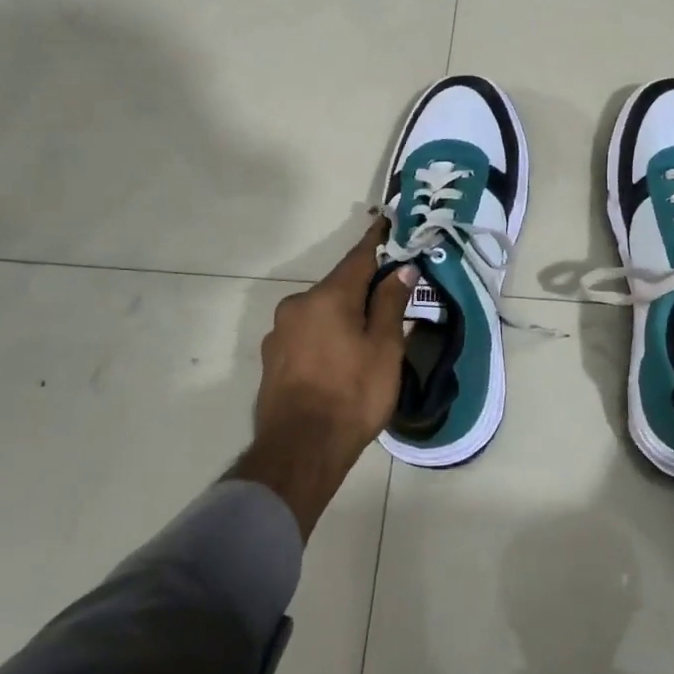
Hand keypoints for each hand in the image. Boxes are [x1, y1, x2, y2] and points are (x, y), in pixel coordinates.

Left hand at [233, 220, 414, 537]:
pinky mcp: (272, 358)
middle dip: (363, 288)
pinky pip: (307, 334)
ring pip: (321, 312)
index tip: (388, 222)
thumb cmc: (353, 395)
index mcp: (328, 297)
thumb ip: (390, 304)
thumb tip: (401, 269)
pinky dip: (326, 336)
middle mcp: (297, 305)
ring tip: (367, 338)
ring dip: (343, 315)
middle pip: (338, 287)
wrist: (300, 450)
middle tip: (391, 297)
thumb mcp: (384, 348)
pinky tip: (340, 359)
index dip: (377, 241)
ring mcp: (279, 332)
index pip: (358, 258)